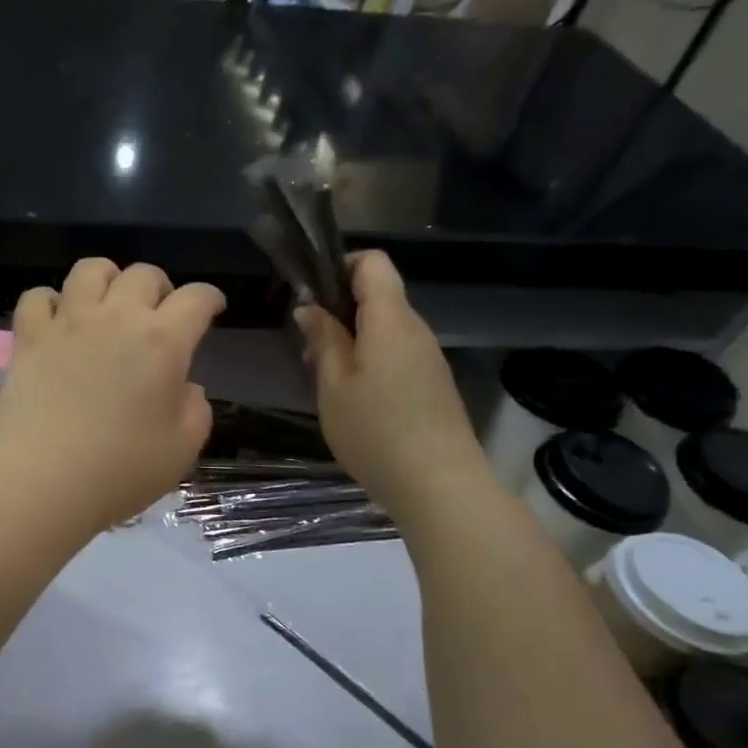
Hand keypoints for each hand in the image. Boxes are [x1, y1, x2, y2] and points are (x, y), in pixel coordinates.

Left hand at [0, 259, 224, 535]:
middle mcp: (117, 317)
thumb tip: (183, 386)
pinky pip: (37, 296)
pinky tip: (57, 322)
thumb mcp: (183, 449)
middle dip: (160, 288)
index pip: (196, 299)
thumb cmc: (120, 471)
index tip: (212, 309)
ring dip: (107, 280)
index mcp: (163, 341)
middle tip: (159, 315)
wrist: (42, 481)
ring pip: (91, 269)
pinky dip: (50, 302)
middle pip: (144, 274)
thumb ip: (195, 409)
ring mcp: (68, 322)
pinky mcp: (29, 337)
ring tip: (108, 305)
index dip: (210, 298)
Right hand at [296, 251, 490, 516]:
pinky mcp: (433, 383)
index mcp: (390, 320)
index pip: (373, 262)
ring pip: (386, 328)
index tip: (311, 296)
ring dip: (353, 339)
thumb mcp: (333, 385)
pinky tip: (354, 398)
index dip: (340, 266)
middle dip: (340, 309)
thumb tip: (309, 308)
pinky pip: (397, 353)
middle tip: (308, 346)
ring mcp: (428, 357)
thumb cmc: (376, 430)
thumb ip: (323, 339)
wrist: (439, 485)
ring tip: (326, 377)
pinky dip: (371, 360)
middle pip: (379, 295)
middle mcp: (416, 329)